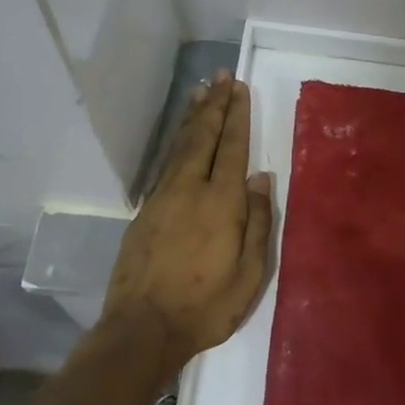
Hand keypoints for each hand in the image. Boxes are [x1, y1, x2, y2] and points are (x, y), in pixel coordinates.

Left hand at [103, 72, 275, 377]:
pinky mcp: (145, 211)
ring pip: (181, 146)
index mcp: (221, 203)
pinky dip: (176, 141)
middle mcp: (190, 189)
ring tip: (201, 91)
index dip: (237, 117)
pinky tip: (180, 136)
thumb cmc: (205, 306)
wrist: (142, 328)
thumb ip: (257, 222)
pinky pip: (165, 163)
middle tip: (221, 76)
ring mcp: (163, 198)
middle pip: (203, 137)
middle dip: (215, 105)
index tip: (239, 89)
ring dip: (193, 117)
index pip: (232, 148)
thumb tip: (262, 177)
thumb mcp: (249, 274)